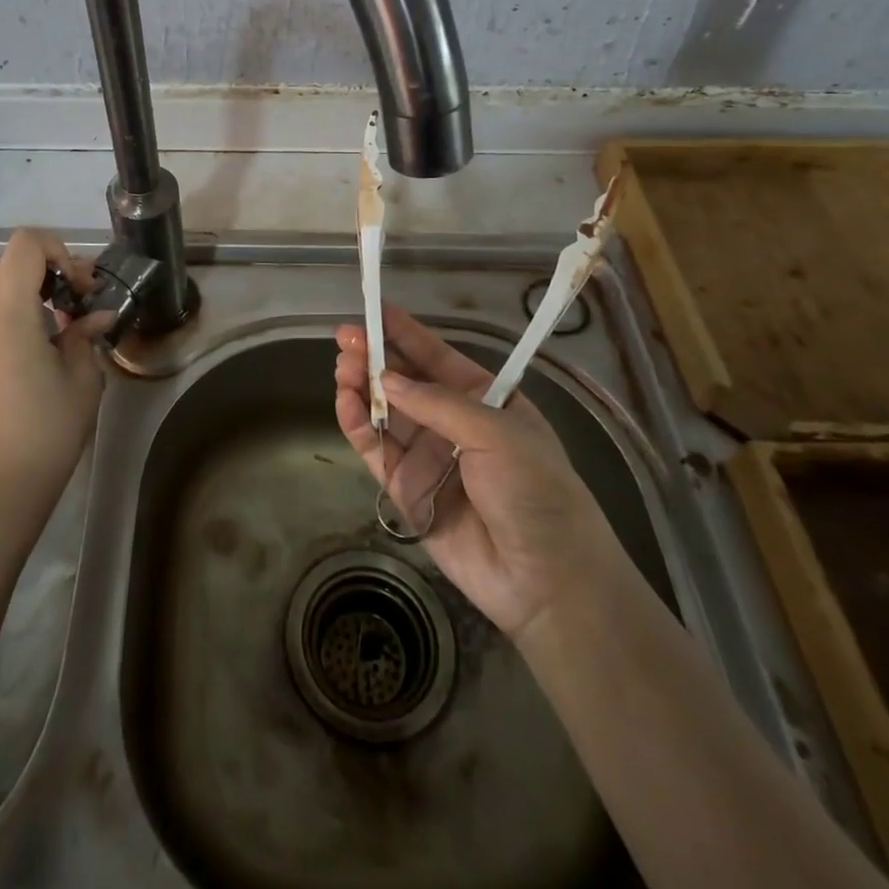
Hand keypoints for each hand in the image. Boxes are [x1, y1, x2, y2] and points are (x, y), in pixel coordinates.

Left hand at [0, 229, 111, 512]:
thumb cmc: (46, 429)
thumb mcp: (82, 378)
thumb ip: (86, 335)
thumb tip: (96, 317)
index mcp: (7, 313)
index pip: (26, 244)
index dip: (60, 250)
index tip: (82, 286)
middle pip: (14, 260)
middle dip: (54, 267)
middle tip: (85, 298)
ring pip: (4, 282)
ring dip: (40, 287)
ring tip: (72, 320)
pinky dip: (26, 307)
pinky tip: (52, 339)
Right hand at [334, 306, 617, 640]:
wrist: (547, 579)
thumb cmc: (536, 490)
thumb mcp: (497, 433)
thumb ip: (437, 404)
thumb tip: (386, 378)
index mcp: (483, 399)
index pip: (437, 357)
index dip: (405, 333)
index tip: (374, 310)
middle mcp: (451, 423)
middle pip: (405, 382)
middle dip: (375, 358)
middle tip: (346, 339)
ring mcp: (427, 456)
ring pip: (384, 413)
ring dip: (361, 387)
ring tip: (342, 367)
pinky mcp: (406, 489)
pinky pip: (376, 450)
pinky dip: (358, 425)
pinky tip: (345, 402)